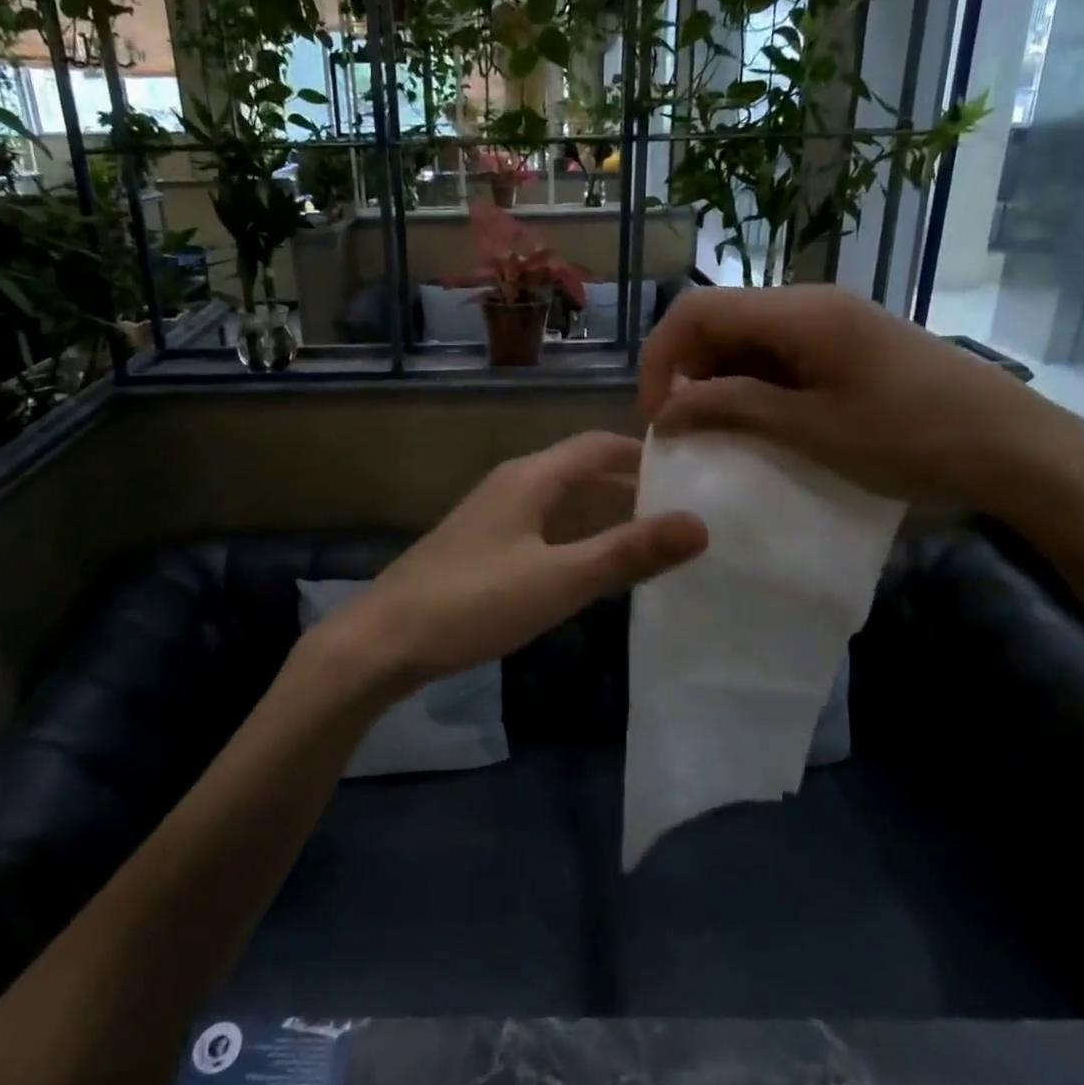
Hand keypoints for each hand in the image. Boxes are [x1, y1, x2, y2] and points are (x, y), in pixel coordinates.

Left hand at [319, 432, 707, 696]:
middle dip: (627, 483)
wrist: (384, 639)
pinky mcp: (479, 545)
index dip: (641, 452)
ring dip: (600, 510)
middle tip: (678, 510)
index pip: (596, 445)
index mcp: (530, 477)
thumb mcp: (559, 580)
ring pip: (558, 499)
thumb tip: (700, 524)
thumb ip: (627, 553)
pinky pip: (539, 525)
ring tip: (646, 538)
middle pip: (578, 469)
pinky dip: (573, 534)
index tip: (688, 469)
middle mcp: (510, 484)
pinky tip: (587, 565)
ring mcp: (490, 515)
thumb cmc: (474, 602)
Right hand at [638, 286, 1083, 526]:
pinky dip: (753, 384)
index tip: (658, 416)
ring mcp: (830, 321)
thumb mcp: (810, 429)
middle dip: (686, 372)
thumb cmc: (911, 438)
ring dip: (718, 381)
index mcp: (798, 313)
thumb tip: (664, 411)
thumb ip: (730, 408)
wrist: (1016, 447)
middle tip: (686, 430)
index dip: (660, 358)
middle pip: (717, 320)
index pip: (695, 311)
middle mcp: (808, 303)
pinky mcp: (846, 343)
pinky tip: (761, 422)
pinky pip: (777, 353)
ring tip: (720, 432)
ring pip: (744, 338)